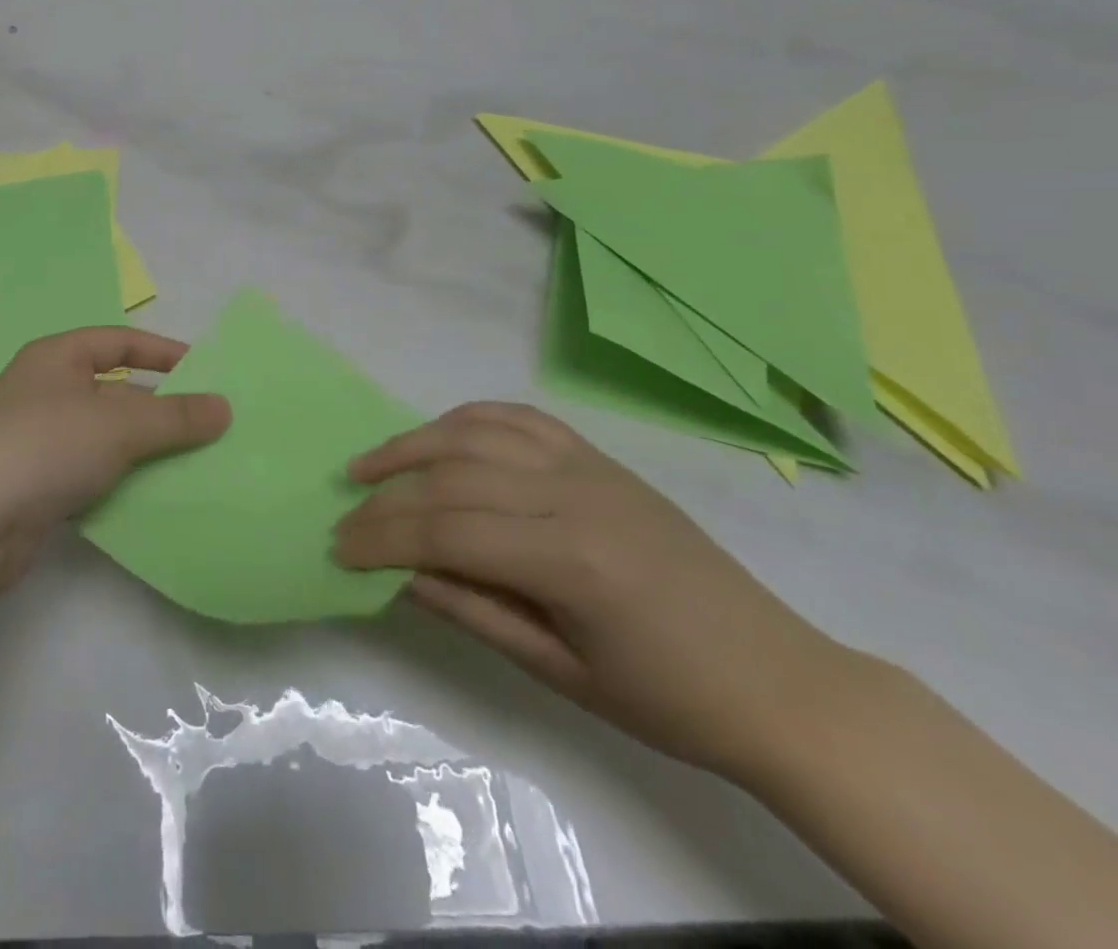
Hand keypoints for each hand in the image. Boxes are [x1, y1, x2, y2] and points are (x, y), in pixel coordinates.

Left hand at [0, 327, 231, 592]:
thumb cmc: (45, 447)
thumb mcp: (118, 424)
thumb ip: (175, 416)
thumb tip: (225, 408)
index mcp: (56, 358)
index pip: (119, 341)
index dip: (162, 352)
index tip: (205, 372)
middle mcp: (45, 391)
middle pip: (116, 391)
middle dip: (160, 408)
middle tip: (209, 427)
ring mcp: (38, 439)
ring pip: (106, 436)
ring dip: (145, 449)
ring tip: (195, 464)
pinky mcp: (36, 484)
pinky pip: (92, 472)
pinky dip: (121, 480)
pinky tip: (153, 497)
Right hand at [332, 403, 848, 777]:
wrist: (778, 681)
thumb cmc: (670, 699)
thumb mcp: (561, 672)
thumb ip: (473, 611)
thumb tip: (398, 576)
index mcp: (569, 557)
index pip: (447, 532)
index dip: (383, 539)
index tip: (339, 550)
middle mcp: (572, 492)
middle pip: (451, 477)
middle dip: (387, 498)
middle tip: (345, 518)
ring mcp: (587, 466)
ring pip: (476, 432)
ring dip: (413, 444)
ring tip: (369, 465)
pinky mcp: (598, 457)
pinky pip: (518, 419)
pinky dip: (466, 420)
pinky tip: (438, 436)